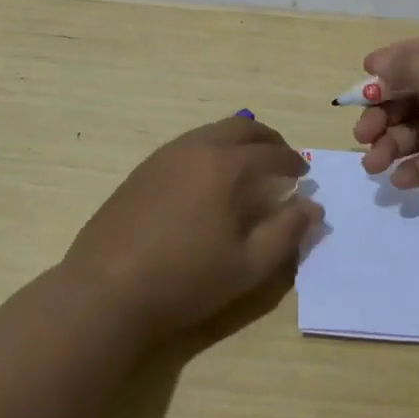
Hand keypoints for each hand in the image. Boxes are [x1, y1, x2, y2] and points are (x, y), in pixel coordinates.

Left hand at [64, 115, 321, 339]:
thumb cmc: (185, 280)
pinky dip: (210, 150)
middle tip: (281, 159)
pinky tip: (208, 180)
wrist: (106, 290)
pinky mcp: (142, 170)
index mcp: (225, 166)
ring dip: (237, 142)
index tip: (303, 174)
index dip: (292, 161)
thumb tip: (312, 207)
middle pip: (241, 127)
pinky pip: (187, 145)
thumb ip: (286, 232)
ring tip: (248, 168)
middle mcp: (195, 149)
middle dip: (267, 140)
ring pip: (210, 132)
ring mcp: (163, 156)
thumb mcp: (248, 265)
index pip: (270, 152)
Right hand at [353, 37, 418, 245]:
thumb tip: (382, 64)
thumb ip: (412, 67)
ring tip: (374, 164)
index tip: (364, 75)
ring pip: (415, 132)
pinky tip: (401, 180)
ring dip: (389, 144)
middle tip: (361, 133)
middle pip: (413, 96)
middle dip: (382, 112)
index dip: (394, 62)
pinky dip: (410, 169)